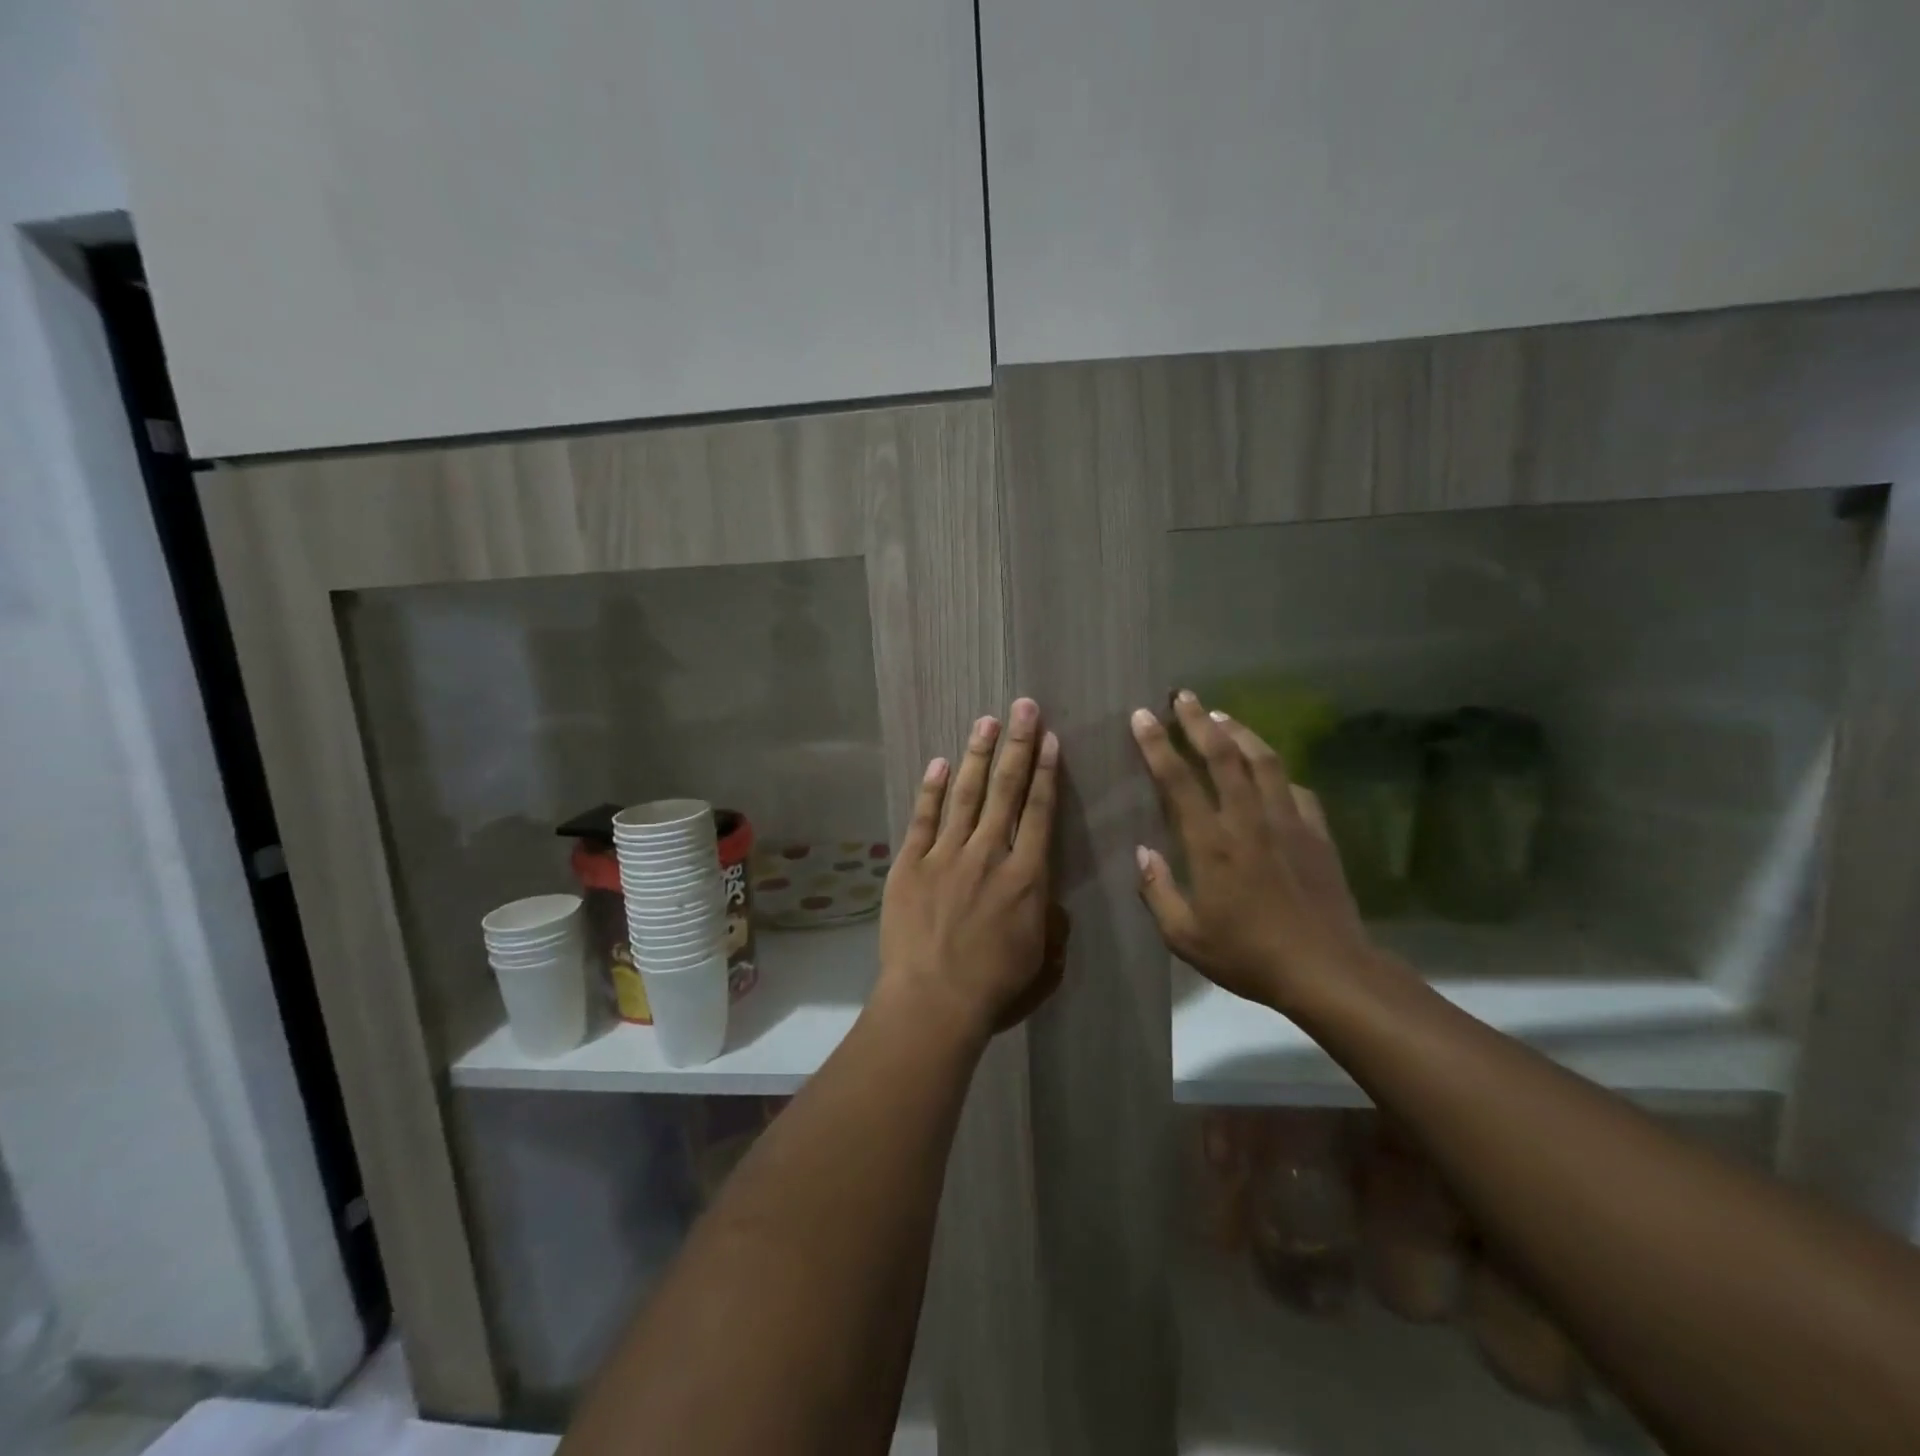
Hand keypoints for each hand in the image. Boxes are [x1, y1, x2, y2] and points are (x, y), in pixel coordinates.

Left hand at [877, 699, 1060, 1041]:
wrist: (933, 1002)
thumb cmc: (995, 988)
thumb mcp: (1044, 961)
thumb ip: (1052, 923)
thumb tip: (1049, 898)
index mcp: (1026, 877)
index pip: (1040, 812)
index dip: (1045, 772)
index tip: (1049, 739)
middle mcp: (989, 854)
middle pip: (1006, 790)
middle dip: (1016, 745)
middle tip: (1022, 707)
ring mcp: (946, 855)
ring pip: (966, 794)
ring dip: (977, 755)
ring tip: (986, 721)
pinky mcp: (910, 865)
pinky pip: (923, 818)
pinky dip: (932, 789)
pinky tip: (940, 763)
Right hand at [1130, 690, 1372, 1011]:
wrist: (1328, 971)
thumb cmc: (1249, 956)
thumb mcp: (1185, 937)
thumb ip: (1158, 892)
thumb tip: (1143, 853)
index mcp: (1211, 844)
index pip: (1178, 781)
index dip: (1156, 745)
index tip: (1142, 716)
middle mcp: (1248, 821)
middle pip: (1222, 756)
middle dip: (1198, 721)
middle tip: (1183, 696)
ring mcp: (1288, 823)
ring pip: (1263, 761)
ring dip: (1240, 733)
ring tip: (1222, 715)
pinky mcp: (1317, 833)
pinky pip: (1296, 789)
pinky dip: (1278, 772)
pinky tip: (1270, 769)